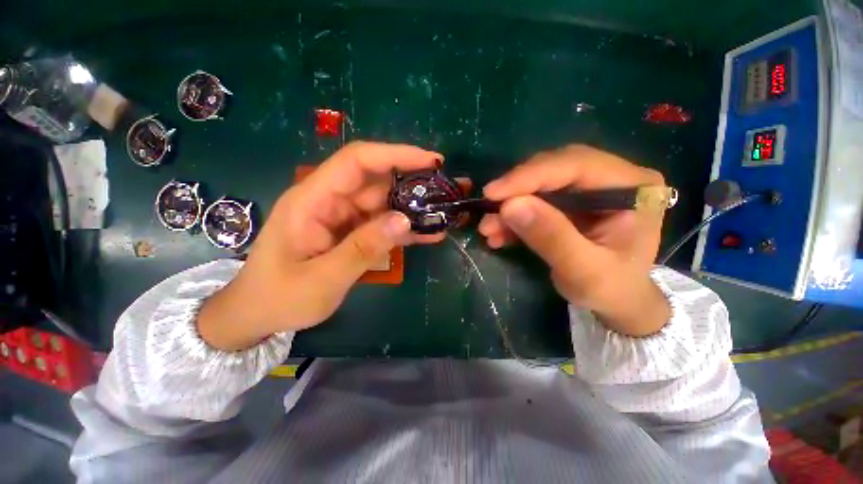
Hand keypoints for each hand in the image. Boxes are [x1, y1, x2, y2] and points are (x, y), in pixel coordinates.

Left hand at [198, 142, 444, 349]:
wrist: (259, 314)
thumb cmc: (280, 297)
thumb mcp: (321, 279)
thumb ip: (362, 249)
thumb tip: (404, 220)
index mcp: (312, 200)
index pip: (357, 161)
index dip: (395, 155)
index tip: (430, 160)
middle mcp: (330, 201)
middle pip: (377, 182)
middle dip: (413, 183)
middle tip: (447, 190)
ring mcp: (342, 218)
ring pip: (384, 204)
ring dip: (414, 209)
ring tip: (445, 214)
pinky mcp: (351, 233)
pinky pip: (382, 225)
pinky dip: (405, 229)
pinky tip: (429, 234)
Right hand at [478, 145, 669, 336]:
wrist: (617, 301)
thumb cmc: (612, 290)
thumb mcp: (584, 271)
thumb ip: (552, 237)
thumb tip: (510, 205)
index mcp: (632, 186)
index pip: (576, 165)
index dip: (530, 176)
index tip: (493, 193)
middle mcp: (612, 177)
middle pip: (554, 169)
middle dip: (516, 190)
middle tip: (488, 208)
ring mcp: (589, 188)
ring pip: (539, 185)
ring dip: (510, 207)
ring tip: (488, 229)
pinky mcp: (570, 201)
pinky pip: (534, 200)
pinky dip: (513, 216)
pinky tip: (498, 234)